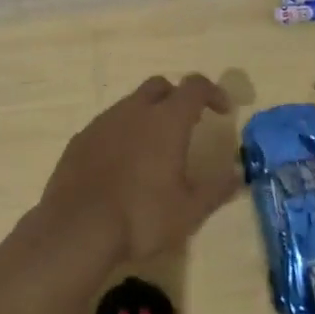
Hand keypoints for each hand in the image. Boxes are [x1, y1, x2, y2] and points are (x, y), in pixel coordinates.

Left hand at [36, 74, 240, 263]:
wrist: (76, 227)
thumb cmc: (141, 217)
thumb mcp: (189, 210)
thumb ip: (216, 189)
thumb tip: (238, 174)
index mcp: (166, 120)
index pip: (194, 87)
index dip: (213, 92)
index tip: (222, 110)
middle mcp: (134, 110)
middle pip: (159, 86)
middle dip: (177, 98)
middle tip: (187, 125)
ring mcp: (103, 122)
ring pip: (131, 104)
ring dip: (148, 116)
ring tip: (154, 150)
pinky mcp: (80, 138)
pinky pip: (108, 125)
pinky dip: (122, 134)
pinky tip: (122, 165)